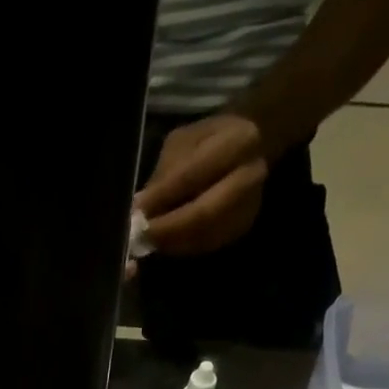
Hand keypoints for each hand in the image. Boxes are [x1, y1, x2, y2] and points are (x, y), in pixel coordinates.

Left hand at [133, 114, 268, 255]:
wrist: (250, 148)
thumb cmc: (209, 141)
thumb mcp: (184, 142)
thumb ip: (166, 174)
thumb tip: (140, 207)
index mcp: (238, 141)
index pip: (193, 175)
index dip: (162, 197)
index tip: (136, 210)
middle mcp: (251, 176)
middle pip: (204, 214)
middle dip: (168, 228)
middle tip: (141, 235)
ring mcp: (249, 207)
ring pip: (204, 235)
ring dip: (173, 242)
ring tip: (149, 239)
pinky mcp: (242, 229)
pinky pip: (207, 245)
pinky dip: (182, 246)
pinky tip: (166, 242)